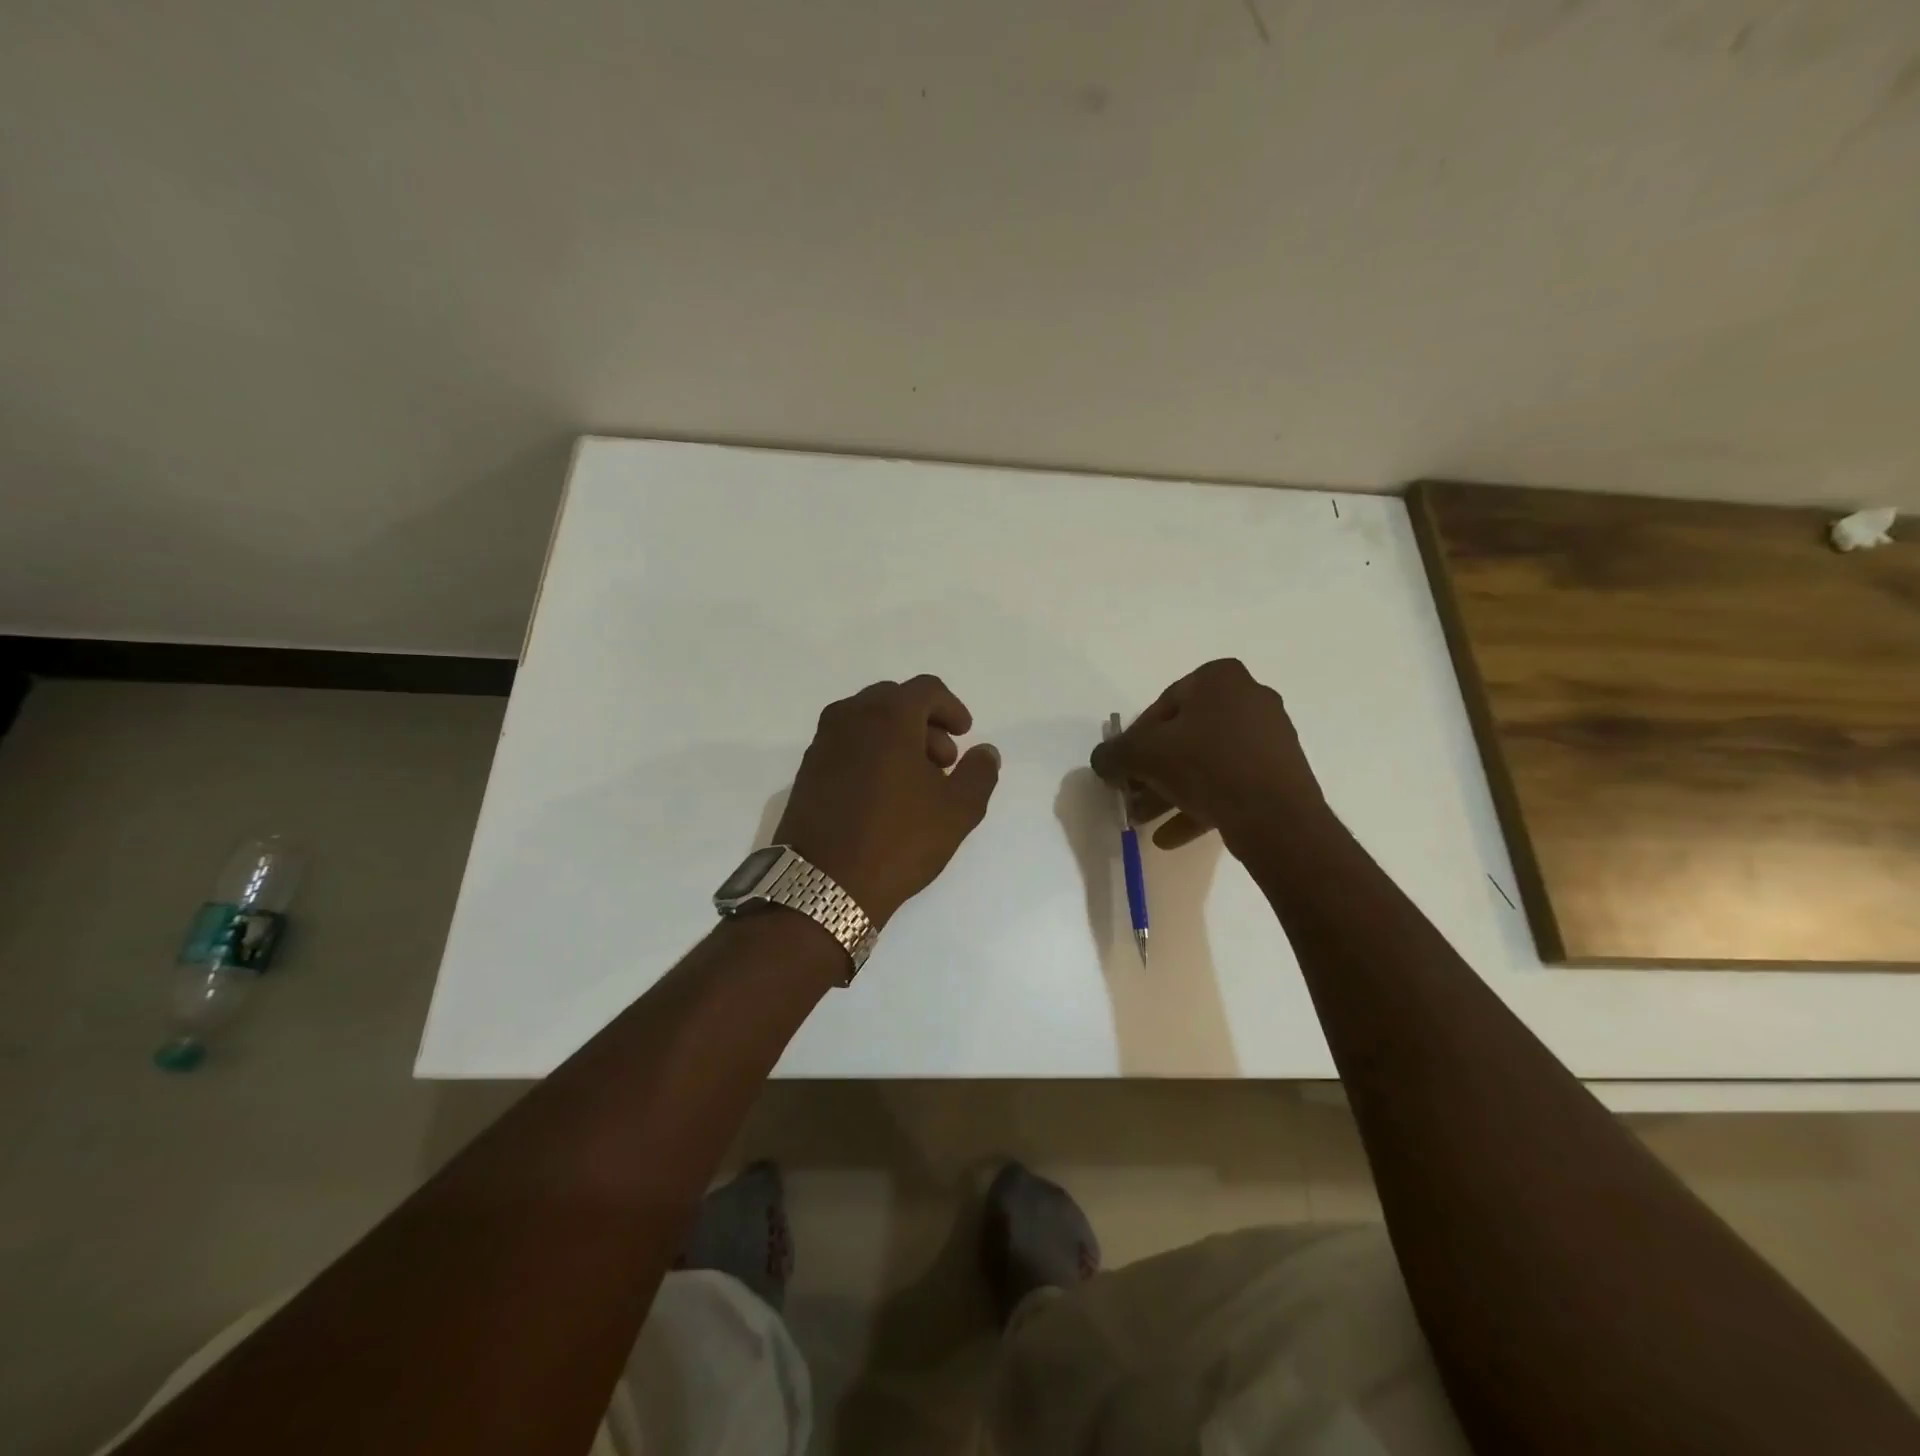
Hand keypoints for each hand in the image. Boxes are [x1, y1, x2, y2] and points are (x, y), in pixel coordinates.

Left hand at [775, 675, 1000, 925]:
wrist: (824, 883)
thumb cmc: (899, 840)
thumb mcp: (957, 810)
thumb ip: (979, 773)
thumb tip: (985, 751)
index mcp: (888, 716)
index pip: (926, 689)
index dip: (952, 708)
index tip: (964, 734)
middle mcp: (850, 717)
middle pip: (895, 701)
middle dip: (925, 723)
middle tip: (943, 762)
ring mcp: (823, 742)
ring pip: (867, 721)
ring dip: (897, 738)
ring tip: (916, 782)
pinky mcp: (807, 769)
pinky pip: (847, 744)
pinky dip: (871, 753)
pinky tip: (884, 794)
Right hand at [1089, 658, 1325, 856]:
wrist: (1276, 816)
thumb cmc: (1206, 766)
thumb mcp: (1144, 755)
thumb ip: (1114, 754)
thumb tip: (1102, 760)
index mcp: (1220, 678)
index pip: (1161, 706)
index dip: (1135, 740)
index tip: (1123, 768)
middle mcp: (1249, 698)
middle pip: (1184, 736)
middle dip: (1152, 770)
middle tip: (1132, 796)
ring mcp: (1269, 736)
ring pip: (1206, 763)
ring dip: (1171, 791)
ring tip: (1145, 821)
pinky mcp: (1280, 772)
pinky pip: (1230, 783)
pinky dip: (1200, 804)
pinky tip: (1171, 836)